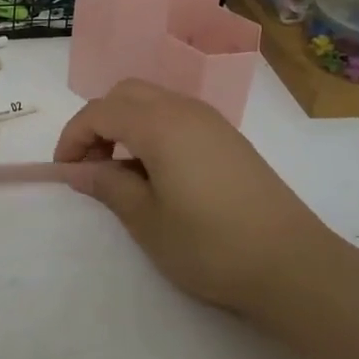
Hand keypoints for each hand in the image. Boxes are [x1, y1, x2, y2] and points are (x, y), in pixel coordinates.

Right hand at [54, 80, 350, 327]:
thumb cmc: (210, 245)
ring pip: (154, 101)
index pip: (100, 111)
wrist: (293, 264)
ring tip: (121, 172)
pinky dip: (153, 131)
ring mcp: (212, 122)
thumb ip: (108, 186)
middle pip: (126, 94)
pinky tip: (158, 173)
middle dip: (99, 122)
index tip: (65, 172)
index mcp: (159, 124)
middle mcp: (185, 109)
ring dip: (126, 124)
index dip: (74, 137)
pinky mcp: (229, 139)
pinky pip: (177, 116)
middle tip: (91, 165)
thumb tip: (79, 170)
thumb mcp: (147, 221)